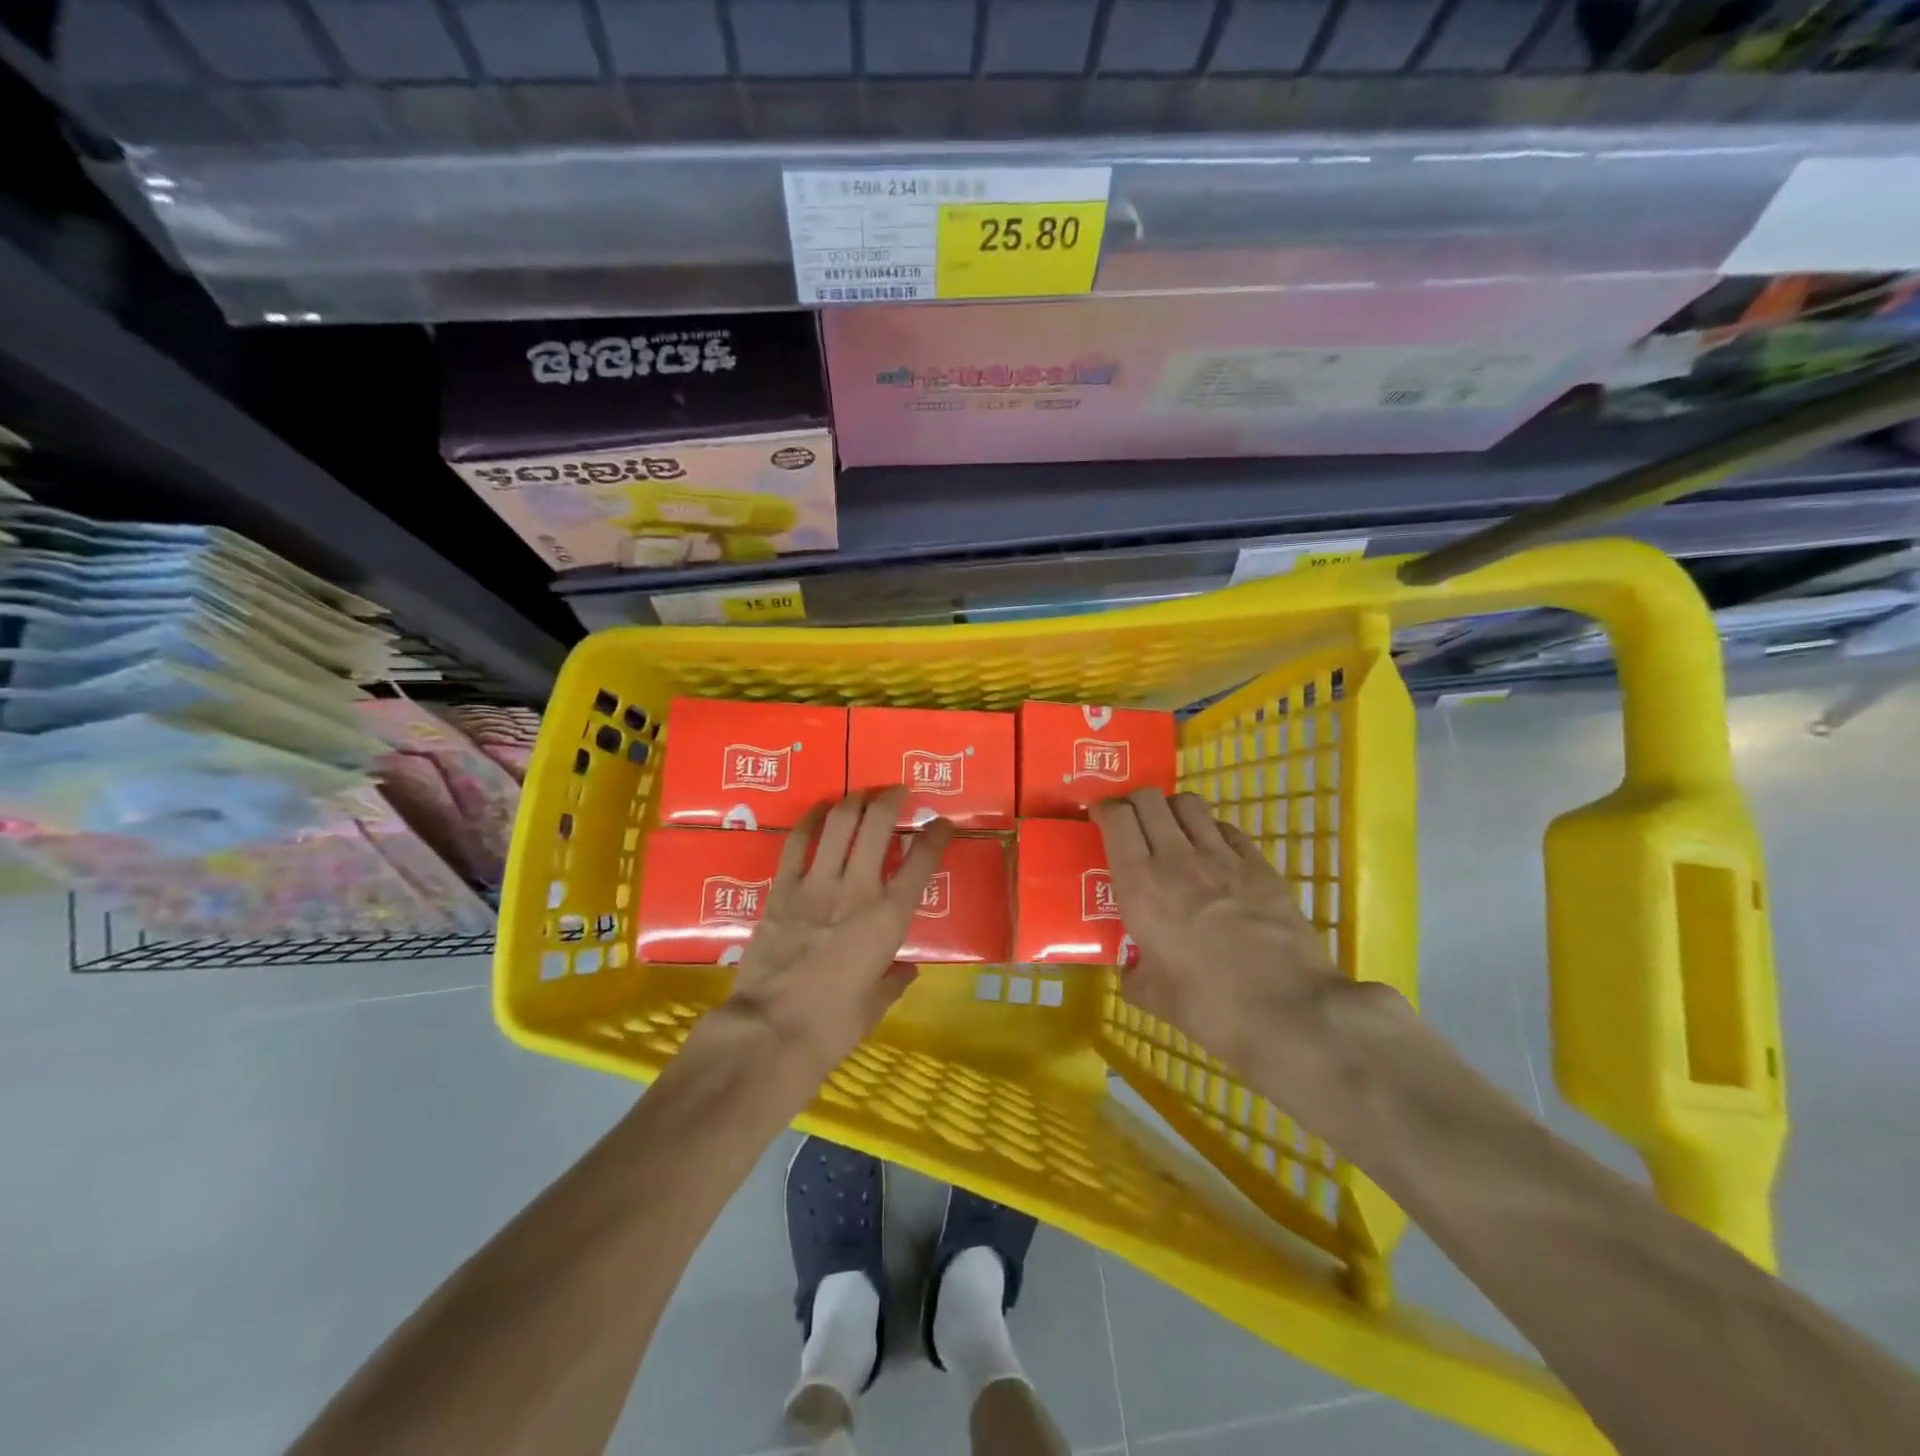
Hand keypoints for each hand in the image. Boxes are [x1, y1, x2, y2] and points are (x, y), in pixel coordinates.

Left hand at [723, 787, 952, 1081]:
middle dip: (891, 799)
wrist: (770, 1032)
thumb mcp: (875, 1005)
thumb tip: (905, 970)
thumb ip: (893, 980)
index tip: (942, 823)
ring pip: (839, 823)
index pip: (921, 861)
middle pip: (877, 824)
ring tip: (862, 794)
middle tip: (898, 791)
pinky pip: (797, 842)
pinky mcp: (782, 889)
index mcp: (889, 918)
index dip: (936, 835)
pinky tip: (819, 810)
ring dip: (854, 800)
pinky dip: (811, 819)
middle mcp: (857, 889)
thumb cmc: (832, 1026)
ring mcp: (816, 885)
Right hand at [1091, 789, 1343, 1072]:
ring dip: (1174, 810)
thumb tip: (1132, 969)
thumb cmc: (1209, 1006)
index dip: (1104, 809)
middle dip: (1135, 802)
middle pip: (1150, 799)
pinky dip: (1213, 831)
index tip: (1100, 819)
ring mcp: (1222, 857)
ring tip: (1173, 832)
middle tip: (1133, 824)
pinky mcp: (1260, 865)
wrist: (1289, 1010)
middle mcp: (1176, 858)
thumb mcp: (1153, 996)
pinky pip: (1228, 829)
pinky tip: (1215, 854)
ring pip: (1190, 804)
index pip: (1116, 818)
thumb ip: (1134, 974)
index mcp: (1140, 885)